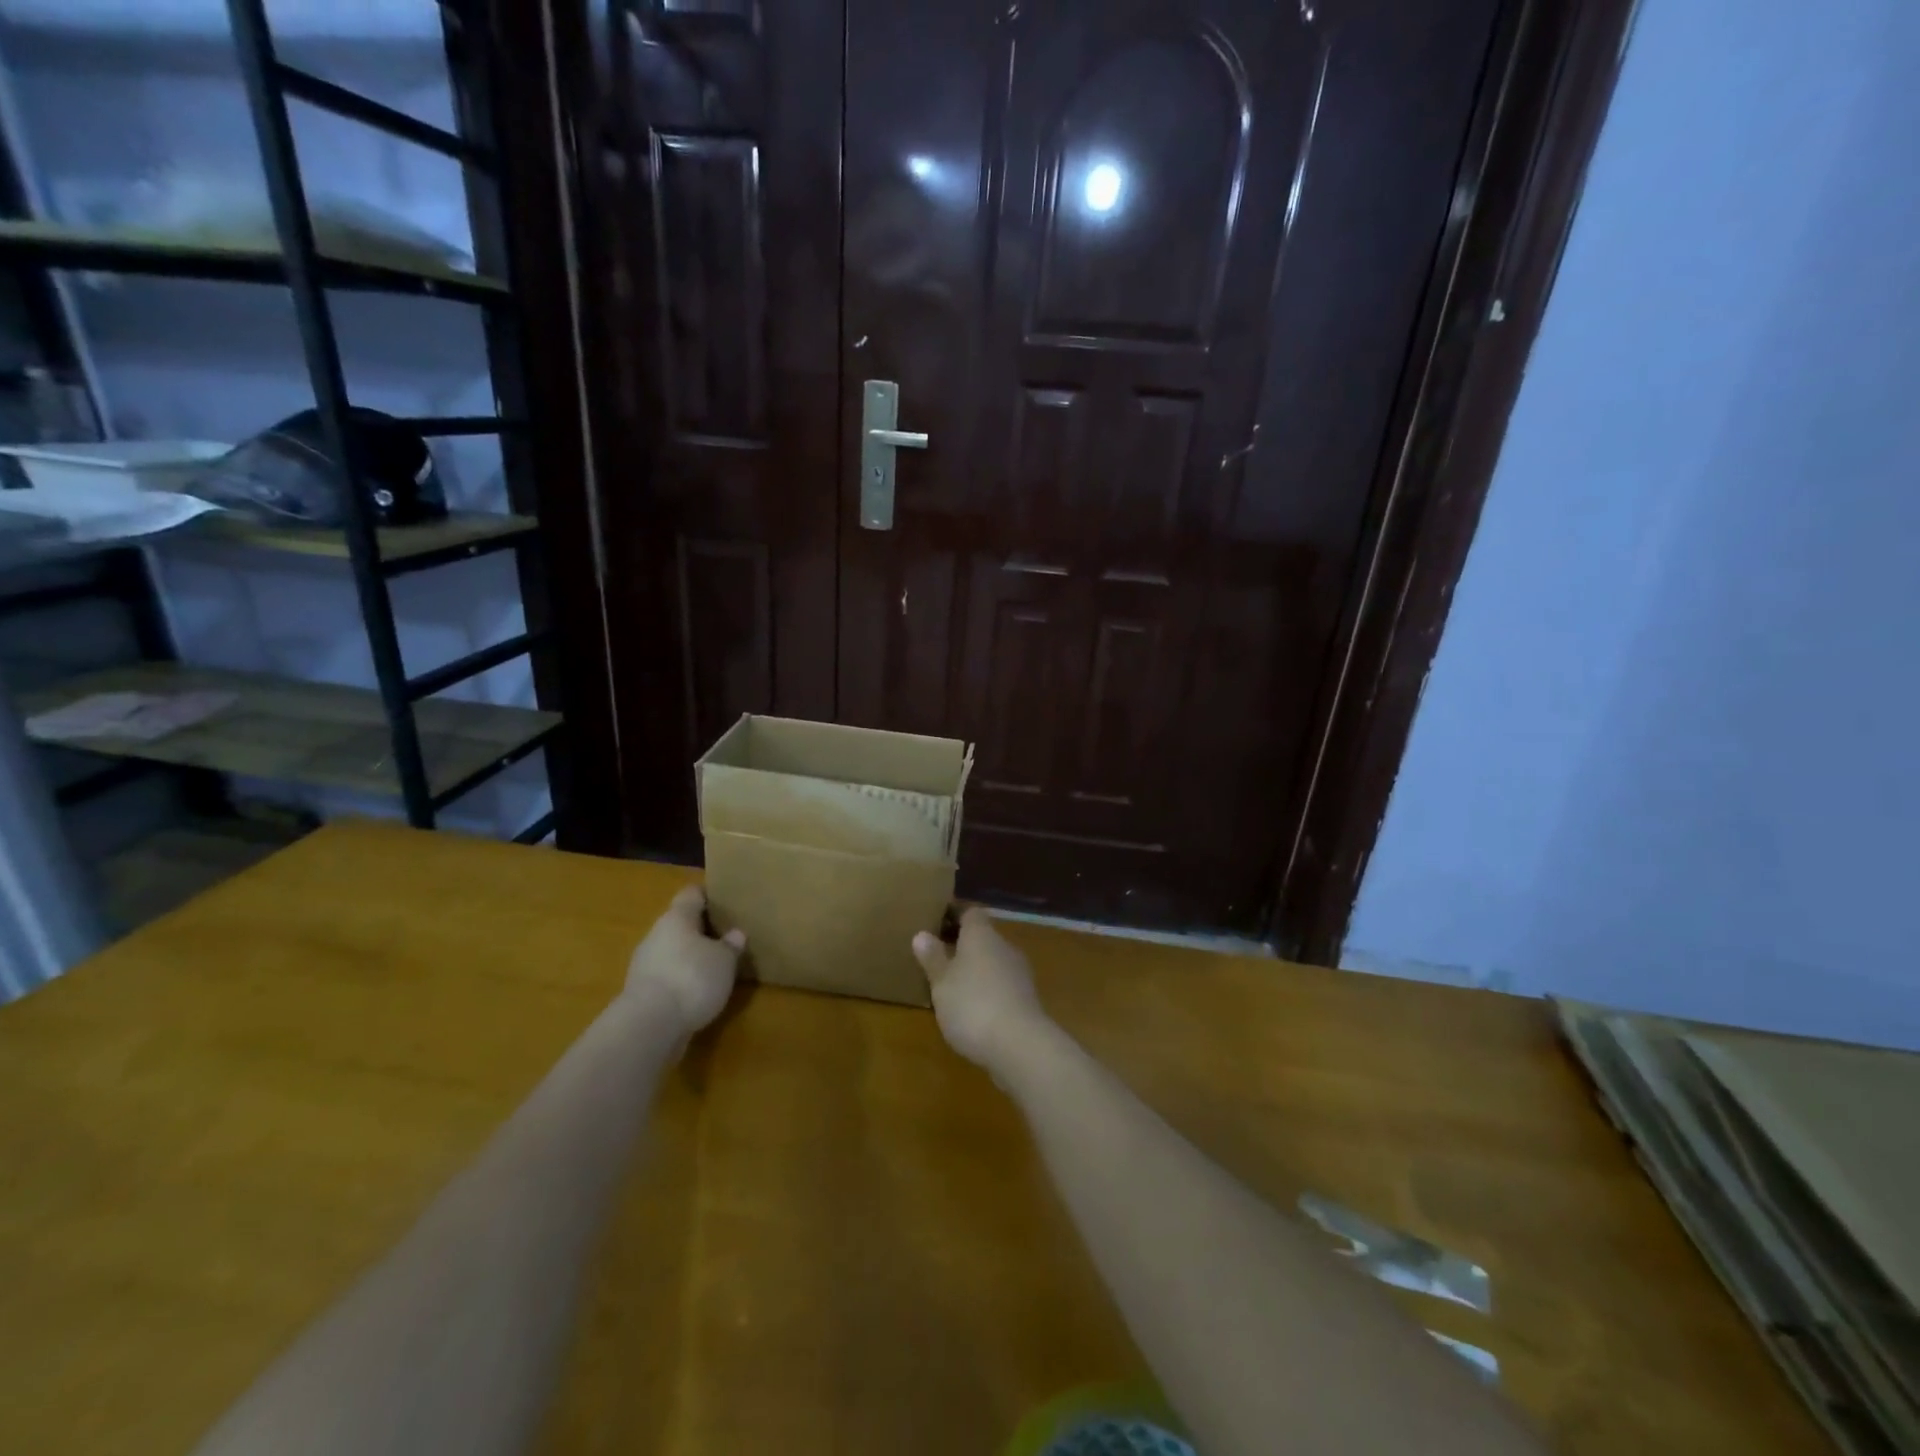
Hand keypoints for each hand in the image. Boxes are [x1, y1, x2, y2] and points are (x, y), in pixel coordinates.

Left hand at [625, 885, 745, 1036]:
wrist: (649, 1026)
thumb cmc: (692, 978)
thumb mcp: (725, 960)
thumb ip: (731, 945)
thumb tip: (735, 934)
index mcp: (677, 917)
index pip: (692, 894)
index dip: (709, 894)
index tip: (726, 899)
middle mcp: (657, 934)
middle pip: (680, 923)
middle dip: (701, 929)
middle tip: (727, 935)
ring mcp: (645, 964)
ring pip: (673, 951)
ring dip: (691, 956)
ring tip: (716, 966)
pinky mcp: (642, 992)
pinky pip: (668, 976)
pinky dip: (682, 979)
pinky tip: (699, 991)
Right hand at [912, 907, 1050, 1071]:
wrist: (1020, 1045)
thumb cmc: (972, 1004)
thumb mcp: (941, 982)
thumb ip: (933, 958)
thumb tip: (922, 934)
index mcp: (982, 935)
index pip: (970, 912)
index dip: (954, 914)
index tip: (935, 922)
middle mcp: (1004, 946)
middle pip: (983, 937)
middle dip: (962, 945)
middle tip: (937, 957)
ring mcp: (1019, 973)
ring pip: (993, 962)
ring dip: (975, 970)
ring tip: (951, 985)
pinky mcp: (1026, 1000)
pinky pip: (1001, 985)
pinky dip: (987, 991)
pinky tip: (972, 1009)